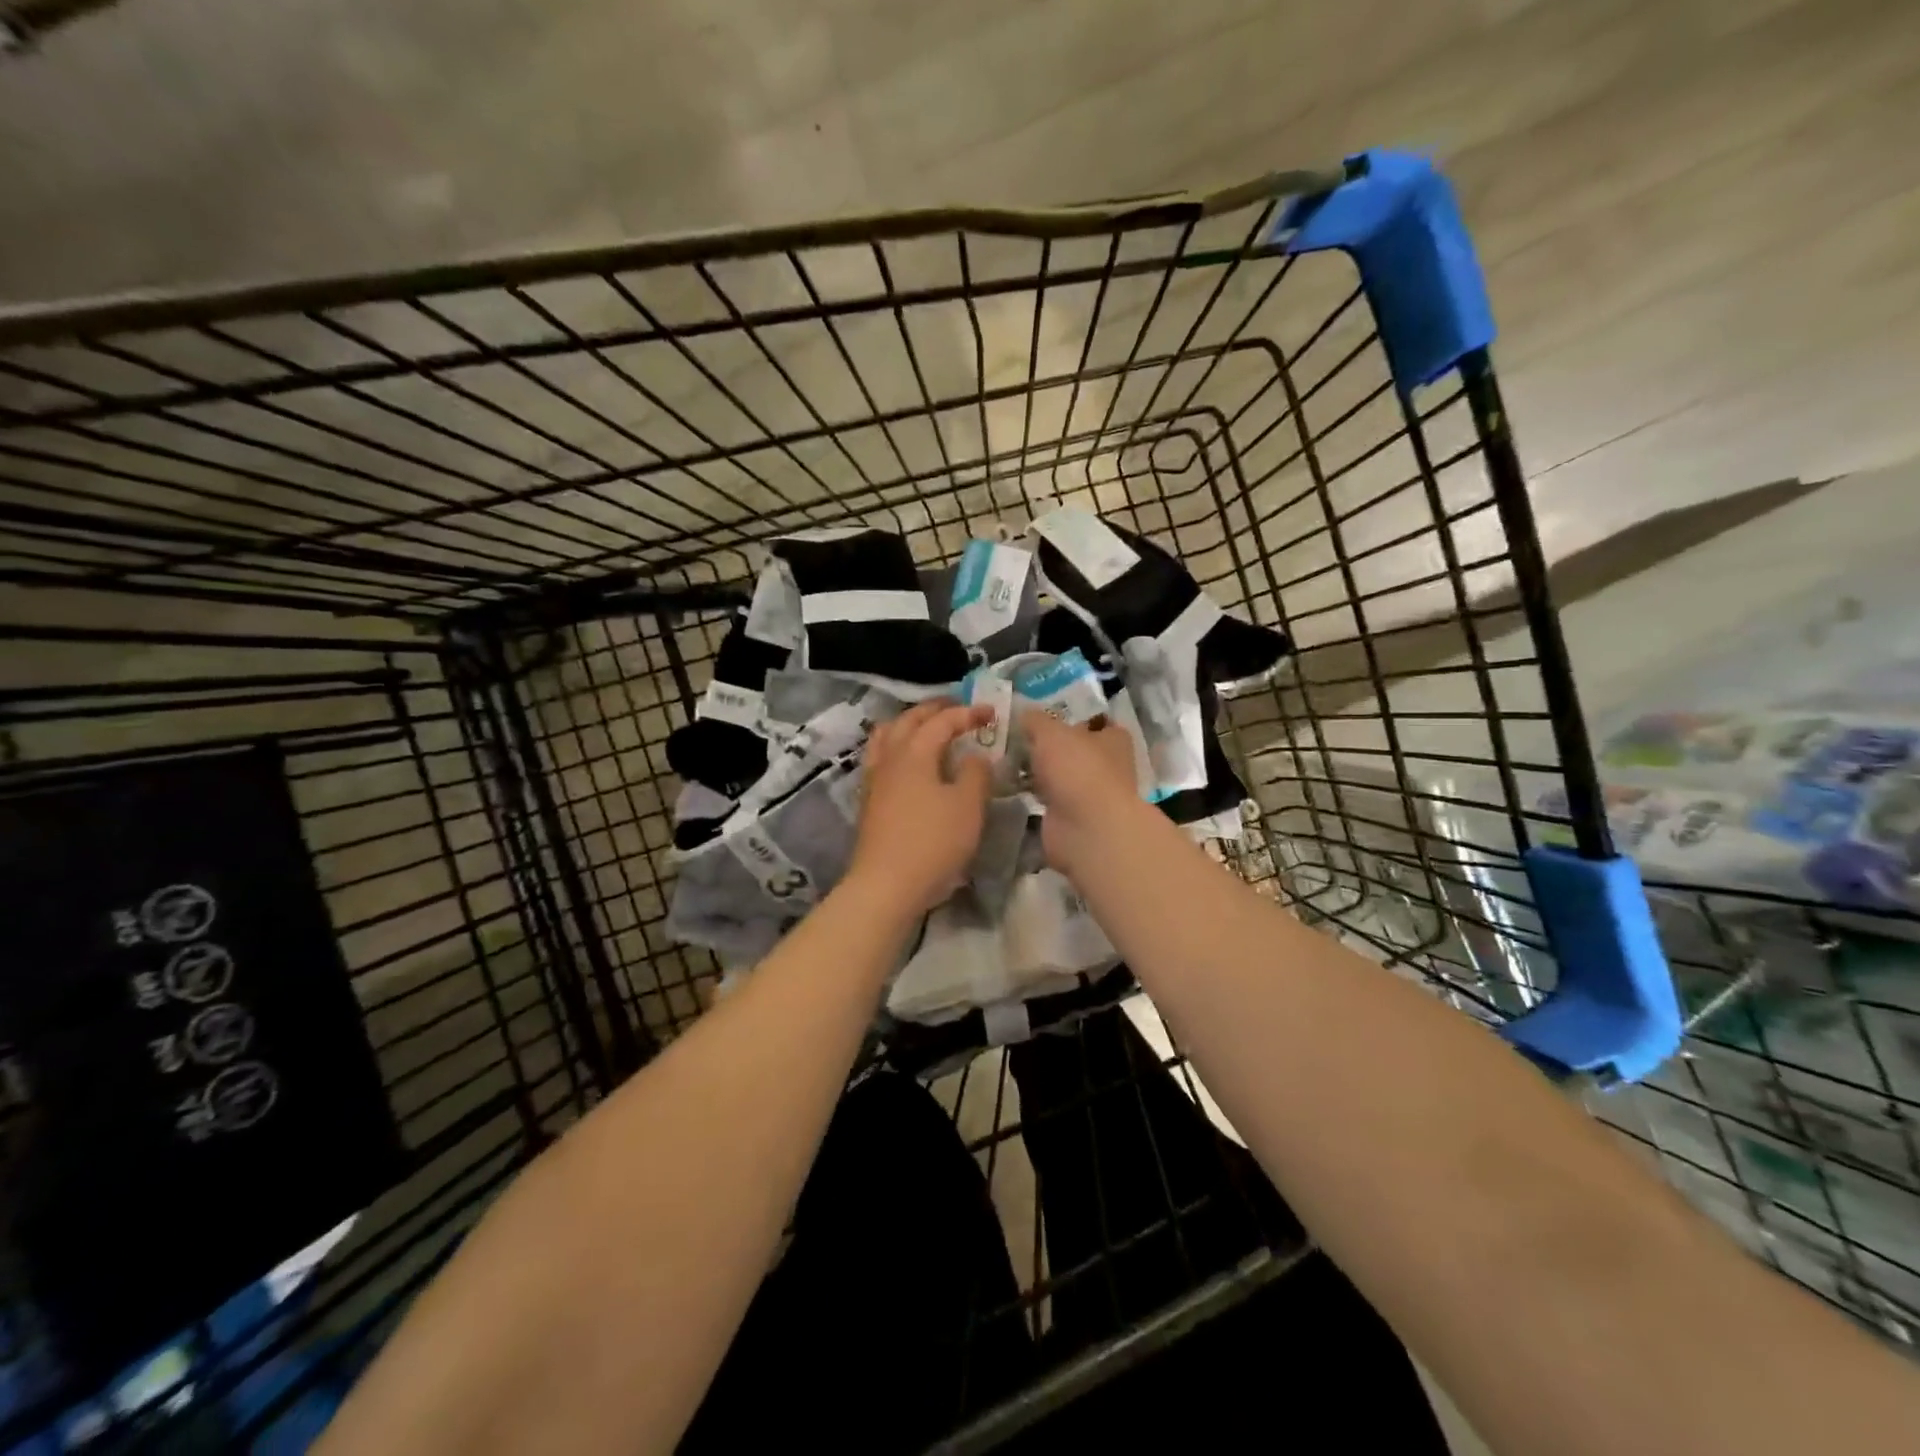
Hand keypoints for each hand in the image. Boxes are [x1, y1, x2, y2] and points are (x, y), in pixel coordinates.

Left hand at [847, 699, 994, 916]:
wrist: (886, 886)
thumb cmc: (933, 842)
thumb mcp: (968, 806)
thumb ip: (976, 773)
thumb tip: (974, 756)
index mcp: (914, 752)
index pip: (942, 721)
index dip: (967, 713)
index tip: (991, 712)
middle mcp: (890, 758)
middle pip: (908, 721)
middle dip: (934, 711)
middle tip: (958, 710)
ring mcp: (874, 780)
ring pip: (887, 737)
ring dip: (909, 726)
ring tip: (928, 729)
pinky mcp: (869, 802)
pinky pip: (882, 758)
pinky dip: (898, 748)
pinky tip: (911, 765)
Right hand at [1019, 708, 1147, 876]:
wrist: (1086, 828)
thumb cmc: (1077, 769)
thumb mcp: (1051, 732)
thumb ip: (1035, 720)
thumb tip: (1023, 713)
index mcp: (1113, 739)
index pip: (1094, 721)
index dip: (1070, 717)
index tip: (1041, 715)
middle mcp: (1107, 764)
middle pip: (1074, 749)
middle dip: (1048, 745)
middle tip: (1015, 736)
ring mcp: (1090, 793)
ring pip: (1060, 775)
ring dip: (1038, 771)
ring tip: (1005, 759)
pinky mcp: (1072, 817)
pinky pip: (1049, 798)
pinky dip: (1033, 794)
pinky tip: (1010, 785)